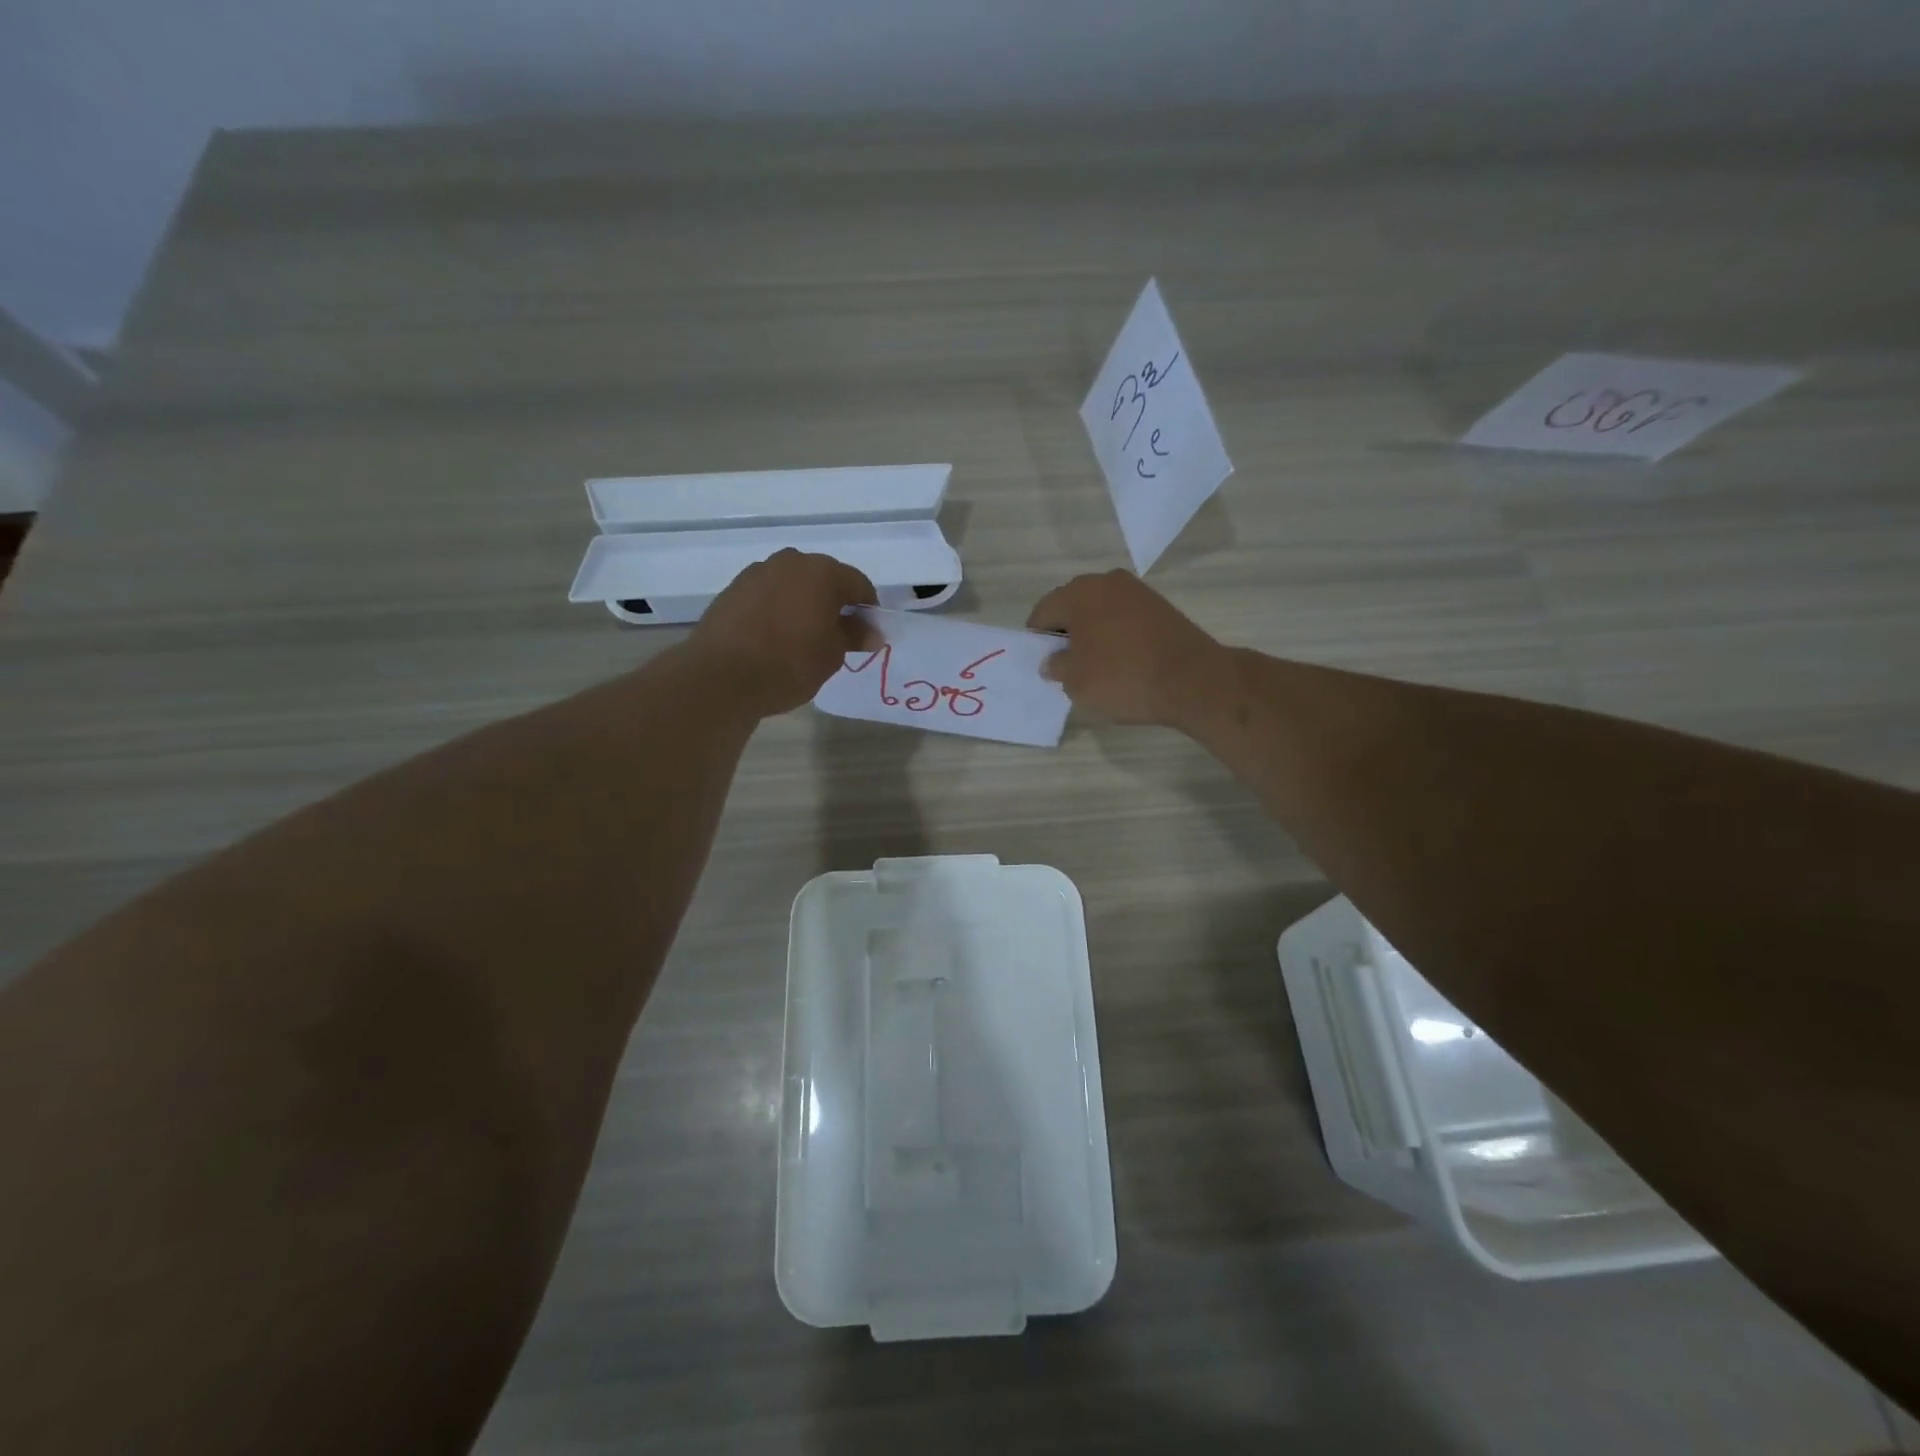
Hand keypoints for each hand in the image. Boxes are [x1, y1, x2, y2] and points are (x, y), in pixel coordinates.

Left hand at [690, 549, 877, 715]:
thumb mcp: (832, 655)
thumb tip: (872, 632)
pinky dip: (778, 609)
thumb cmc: (789, 664)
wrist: (721, 676)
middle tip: (838, 635)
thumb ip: (853, 636)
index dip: (868, 609)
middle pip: (824, 578)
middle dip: (835, 602)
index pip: (858, 584)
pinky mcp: (733, 589)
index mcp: (823, 572)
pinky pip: (768, 595)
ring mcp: (758, 572)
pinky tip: (776, 637)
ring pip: (793, 584)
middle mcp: (791, 562)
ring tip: (804, 637)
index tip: (868, 635)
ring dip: (804, 603)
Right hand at [1026, 570, 1231, 727]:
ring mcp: (1137, 591)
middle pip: (1072, 606)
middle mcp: (1106, 582)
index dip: (1038, 640)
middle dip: (1066, 633)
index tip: (1044, 664)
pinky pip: (1125, 618)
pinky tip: (1123, 661)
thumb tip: (1052, 660)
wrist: (1193, 680)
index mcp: (1078, 593)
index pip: (1043, 612)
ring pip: (1100, 611)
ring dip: (1092, 633)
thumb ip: (1056, 666)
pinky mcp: (1160, 606)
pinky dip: (1117, 635)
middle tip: (1067, 666)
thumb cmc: (1122, 678)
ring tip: (1097, 666)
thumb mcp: (1075, 682)